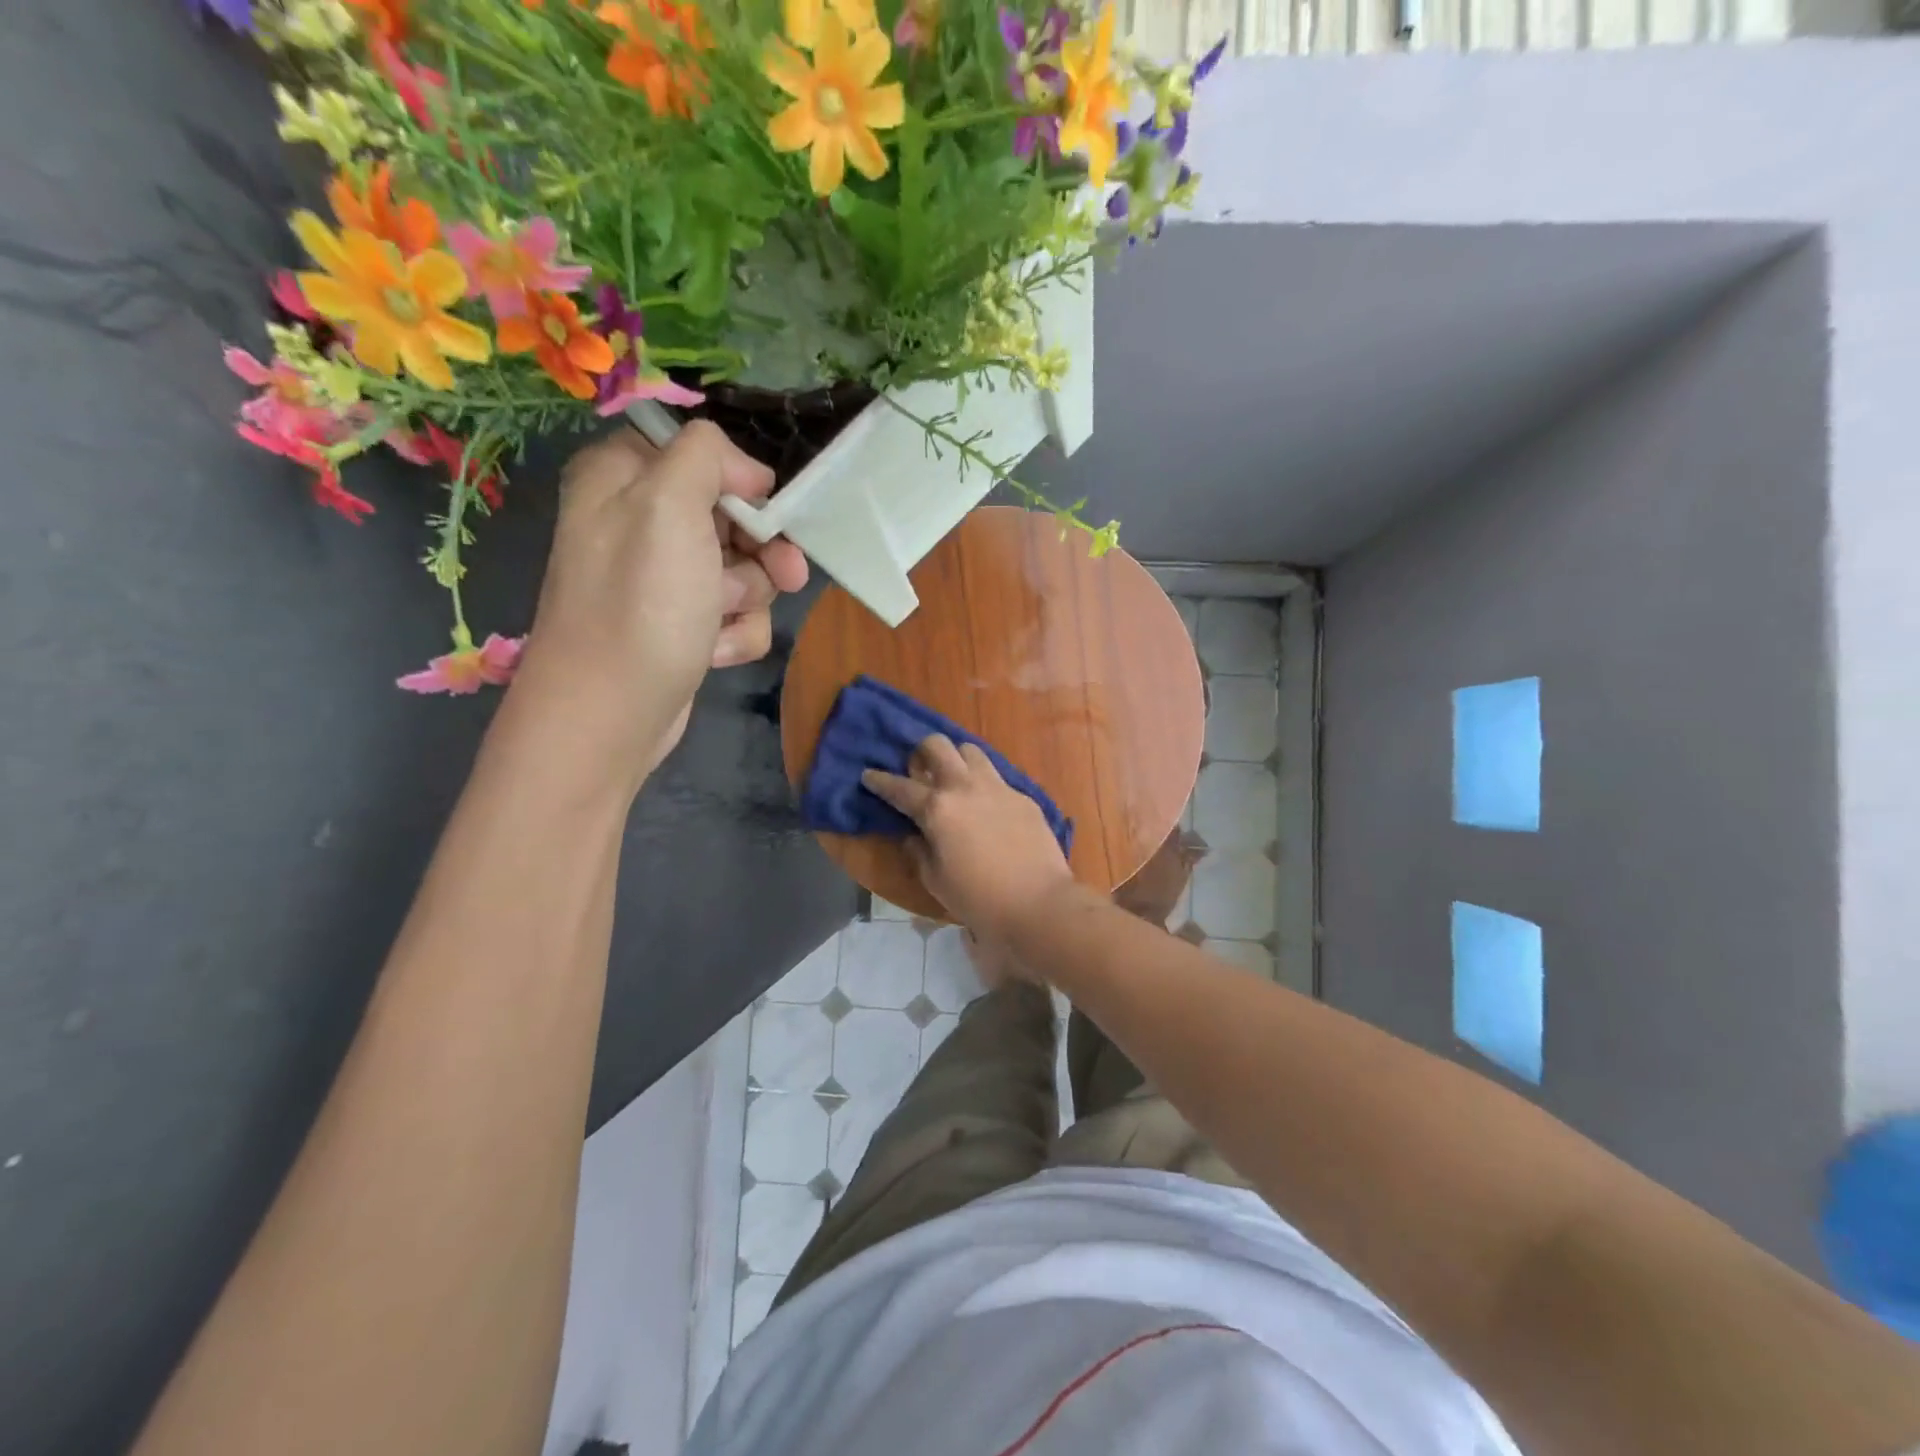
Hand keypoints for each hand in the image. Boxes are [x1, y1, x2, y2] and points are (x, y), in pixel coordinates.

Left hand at [509, 424, 807, 790]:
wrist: (610, 714)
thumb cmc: (640, 604)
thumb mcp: (668, 503)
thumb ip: (706, 456)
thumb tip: (747, 472)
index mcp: (624, 477)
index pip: (702, 455)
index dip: (741, 482)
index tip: (761, 509)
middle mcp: (640, 523)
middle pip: (733, 516)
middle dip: (760, 551)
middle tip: (784, 573)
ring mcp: (663, 580)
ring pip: (745, 569)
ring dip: (748, 598)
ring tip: (720, 622)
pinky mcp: (683, 625)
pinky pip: (736, 614)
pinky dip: (736, 634)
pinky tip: (713, 651)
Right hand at [861, 735, 1074, 947]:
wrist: (1038, 903)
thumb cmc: (979, 899)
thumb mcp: (936, 880)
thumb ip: (919, 852)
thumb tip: (915, 837)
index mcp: (937, 808)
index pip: (900, 787)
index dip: (880, 780)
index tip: (869, 774)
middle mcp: (965, 787)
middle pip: (938, 746)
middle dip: (922, 751)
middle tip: (919, 768)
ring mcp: (998, 787)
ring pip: (971, 751)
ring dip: (957, 759)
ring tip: (954, 778)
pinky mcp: (1023, 797)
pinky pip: (997, 777)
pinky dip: (983, 784)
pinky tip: (986, 805)